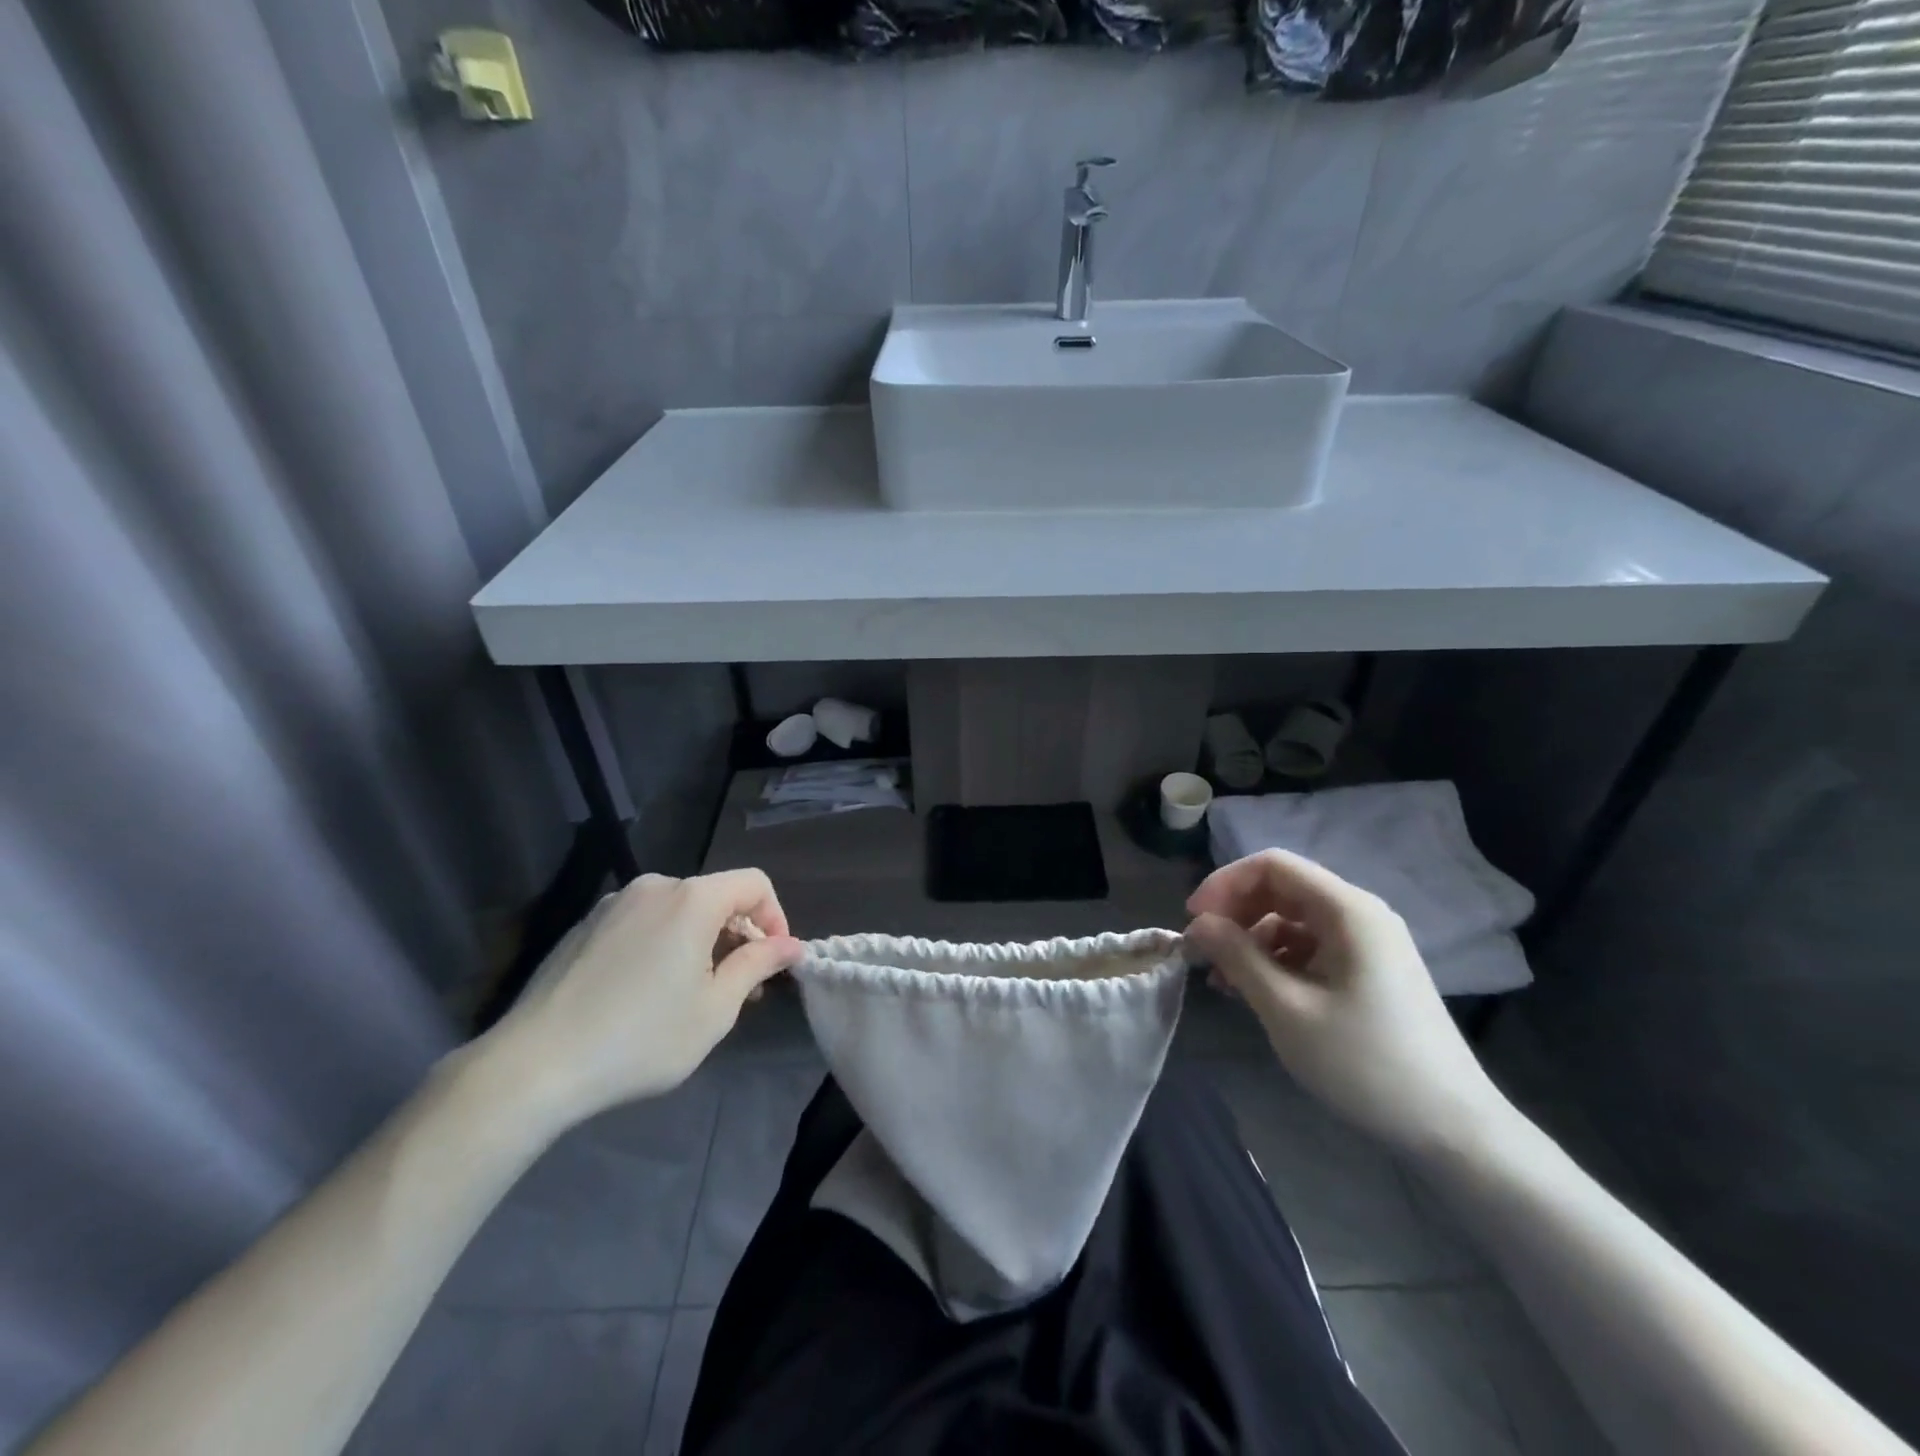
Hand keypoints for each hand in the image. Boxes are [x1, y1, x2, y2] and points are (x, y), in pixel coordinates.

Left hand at [485, 870, 803, 1126]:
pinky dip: (663, 945)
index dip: (775, 918)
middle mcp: (653, 888)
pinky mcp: (585, 926)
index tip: (772, 964)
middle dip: (737, 936)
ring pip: (678, 911)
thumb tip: (791, 945)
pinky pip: (643, 923)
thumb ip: (758, 966)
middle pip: (715, 897)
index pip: (754, 884)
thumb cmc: (640, 1038)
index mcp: (691, 899)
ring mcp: (613, 904)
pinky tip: (646, 993)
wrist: (533, 1066)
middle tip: (739, 988)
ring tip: (693, 994)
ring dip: (700, 943)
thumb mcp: (715, 1009)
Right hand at [1183, 850, 1509, 1156]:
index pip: (1273, 866)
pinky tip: (1255, 991)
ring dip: (1251, 940)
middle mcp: (1361, 914)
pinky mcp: (1370, 971)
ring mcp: (1369, 943)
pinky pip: (1311, 946)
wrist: (1452, 1129)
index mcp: (1348, 910)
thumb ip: (1237, 956)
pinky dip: (1276, 959)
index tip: (1193, 920)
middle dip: (1235, 913)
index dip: (1225, 884)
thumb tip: (1198, 924)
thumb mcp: (1287, 1009)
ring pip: (1293, 919)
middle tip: (1202, 951)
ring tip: (1223, 981)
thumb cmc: (1364, 1064)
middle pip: (1283, 889)